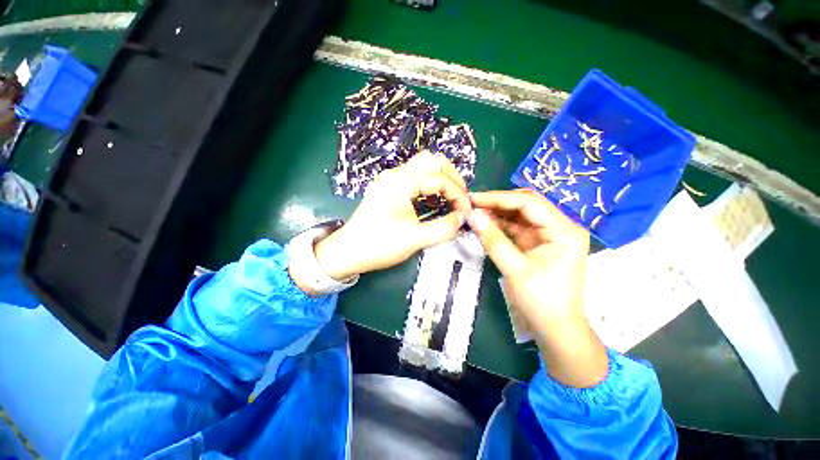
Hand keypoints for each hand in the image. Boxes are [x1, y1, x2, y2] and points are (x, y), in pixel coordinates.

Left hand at [314, 151, 471, 281]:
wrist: (348, 252)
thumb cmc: (379, 244)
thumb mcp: (415, 239)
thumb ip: (444, 228)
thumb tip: (463, 218)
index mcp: (402, 181)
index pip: (440, 178)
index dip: (459, 195)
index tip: (467, 213)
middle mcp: (396, 173)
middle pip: (433, 160)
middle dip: (452, 177)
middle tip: (460, 199)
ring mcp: (390, 179)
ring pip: (423, 165)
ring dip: (441, 178)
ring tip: (451, 197)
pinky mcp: (388, 187)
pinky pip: (415, 176)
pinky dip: (429, 183)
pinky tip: (434, 199)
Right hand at [468, 189, 607, 387]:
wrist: (556, 329)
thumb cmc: (541, 301)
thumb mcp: (515, 269)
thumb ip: (493, 240)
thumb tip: (472, 215)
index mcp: (564, 230)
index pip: (529, 203)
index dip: (498, 198)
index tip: (473, 198)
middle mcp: (561, 227)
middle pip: (526, 206)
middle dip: (497, 203)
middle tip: (471, 203)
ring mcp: (550, 235)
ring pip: (520, 215)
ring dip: (497, 213)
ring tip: (474, 212)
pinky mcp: (539, 243)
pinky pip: (518, 228)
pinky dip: (501, 225)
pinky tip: (484, 223)